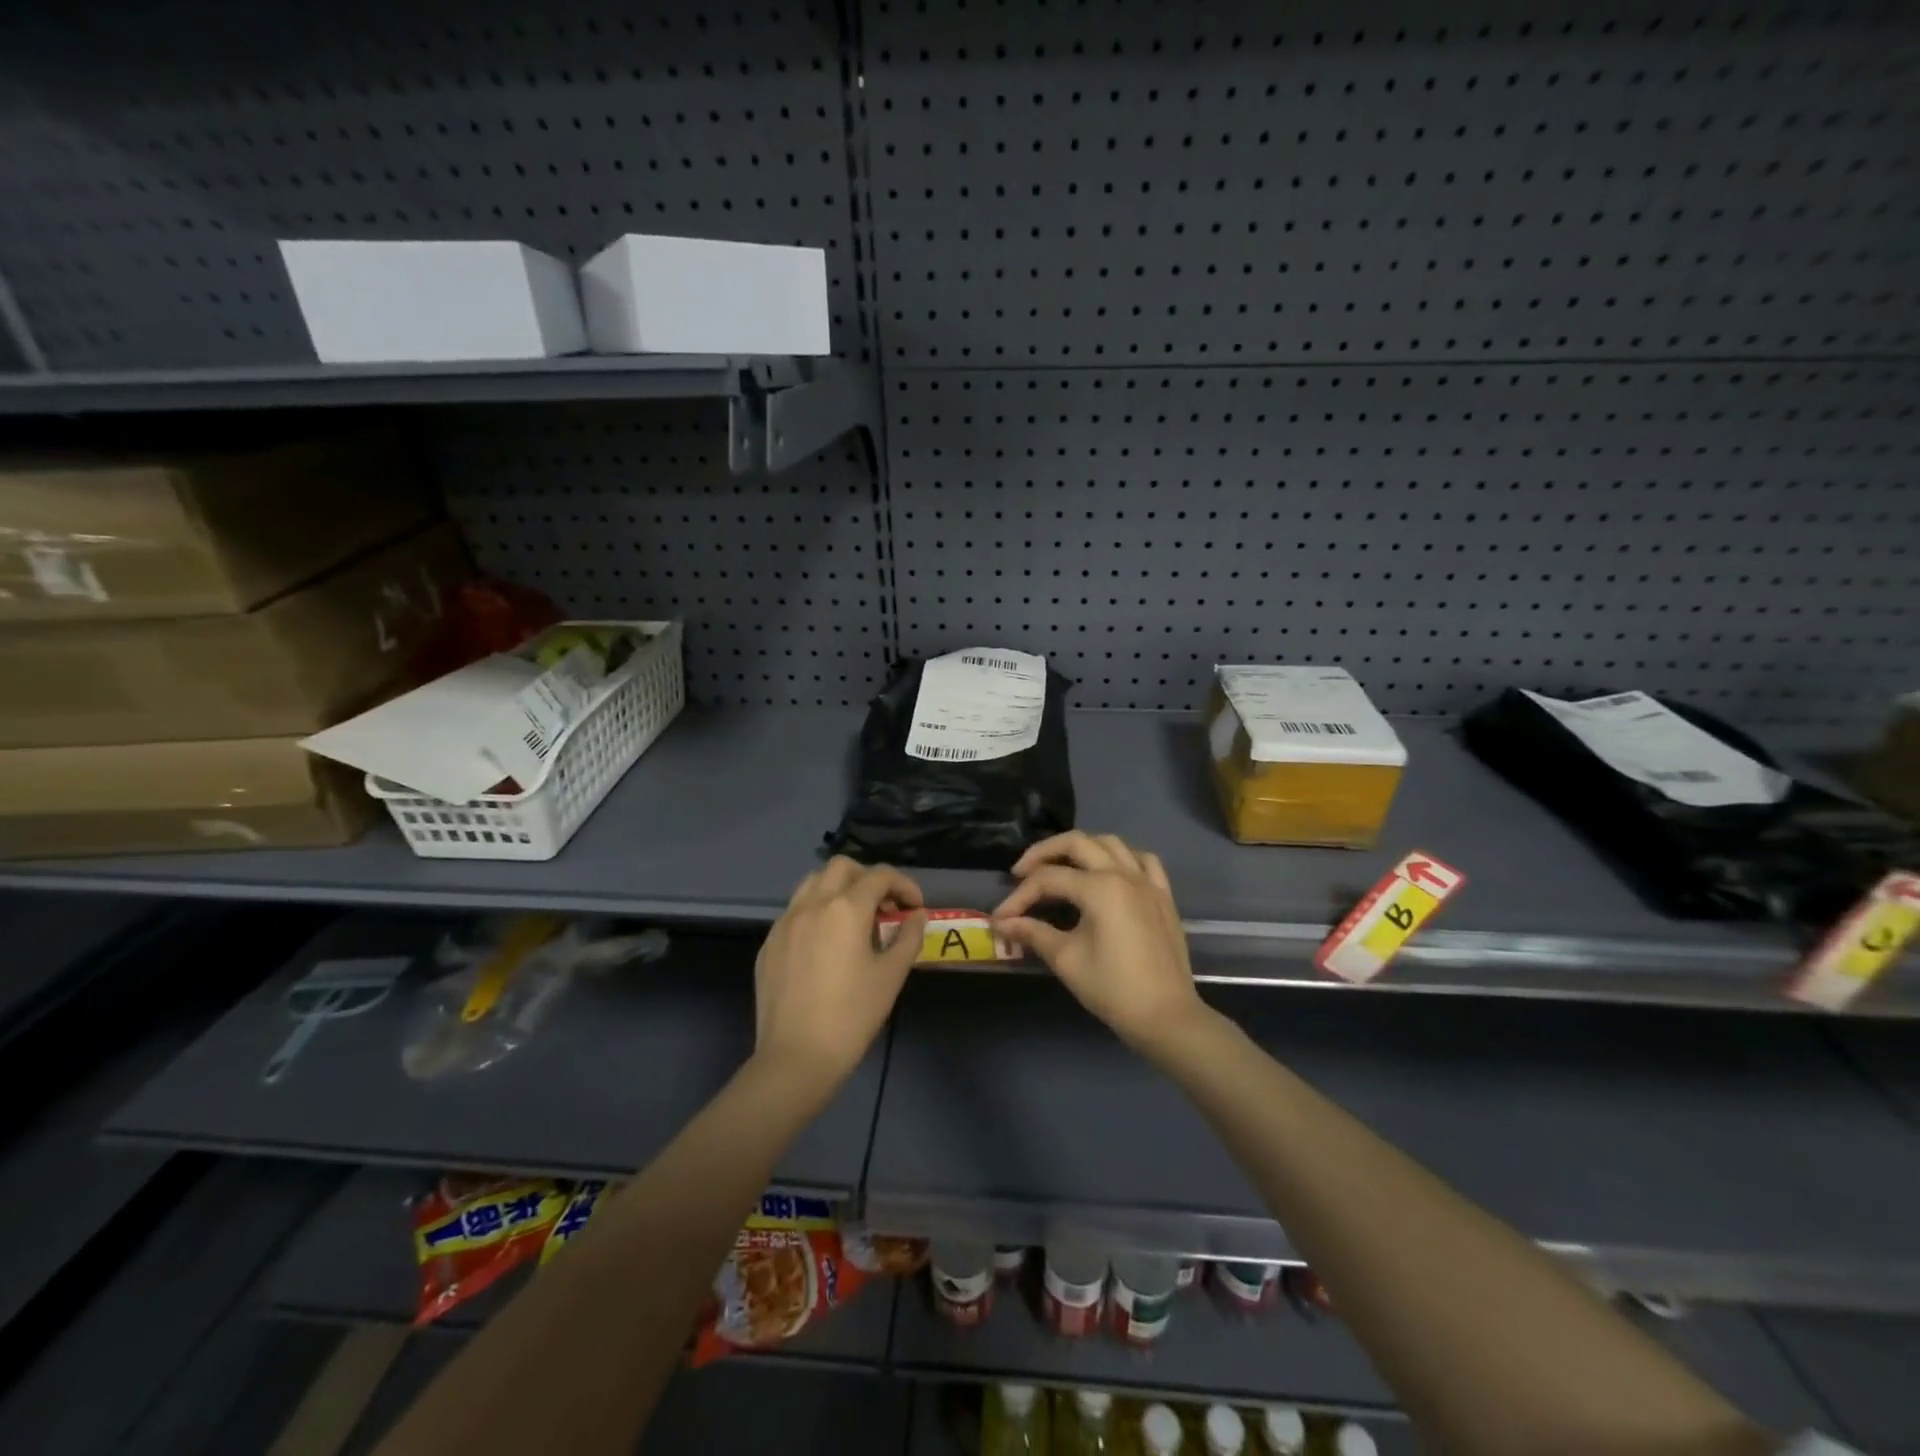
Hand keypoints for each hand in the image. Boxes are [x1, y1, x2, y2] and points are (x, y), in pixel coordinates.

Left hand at [753, 857, 927, 1093]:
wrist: (796, 1058)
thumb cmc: (852, 1016)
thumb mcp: (891, 976)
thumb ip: (908, 937)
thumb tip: (917, 915)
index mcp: (845, 908)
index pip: (880, 876)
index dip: (904, 885)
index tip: (915, 908)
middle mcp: (812, 904)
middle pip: (842, 867)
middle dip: (868, 878)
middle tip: (884, 907)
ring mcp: (784, 922)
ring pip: (812, 883)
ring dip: (838, 889)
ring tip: (854, 920)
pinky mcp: (769, 943)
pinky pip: (795, 911)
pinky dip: (816, 912)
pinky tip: (825, 945)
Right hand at [992, 831, 1205, 1050]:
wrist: (1165, 1016)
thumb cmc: (1112, 988)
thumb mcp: (1066, 959)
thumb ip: (1033, 933)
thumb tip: (1002, 923)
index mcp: (1099, 888)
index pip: (1048, 880)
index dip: (1019, 897)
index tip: (1001, 918)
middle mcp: (1123, 874)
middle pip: (1076, 843)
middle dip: (1043, 853)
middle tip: (1021, 872)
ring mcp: (1147, 882)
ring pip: (1111, 843)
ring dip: (1081, 848)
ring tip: (1061, 866)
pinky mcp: (1163, 895)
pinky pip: (1143, 861)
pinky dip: (1122, 857)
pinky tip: (1110, 871)